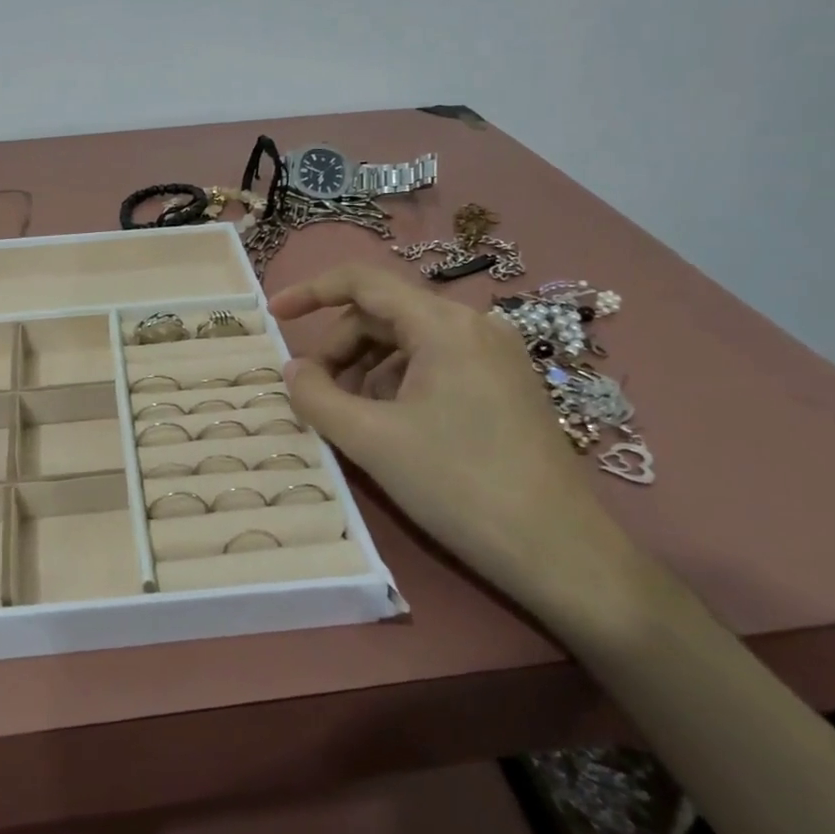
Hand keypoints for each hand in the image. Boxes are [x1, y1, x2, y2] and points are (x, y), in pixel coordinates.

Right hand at [268, 264, 646, 634]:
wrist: (559, 551)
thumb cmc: (458, 484)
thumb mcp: (371, 440)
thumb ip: (317, 397)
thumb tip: (292, 370)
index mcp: (443, 324)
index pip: (363, 281)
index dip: (311, 291)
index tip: (274, 316)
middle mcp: (474, 326)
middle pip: (385, 314)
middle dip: (340, 347)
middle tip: (314, 393)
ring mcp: (495, 356)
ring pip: (408, 342)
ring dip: (366, 370)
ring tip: (350, 417)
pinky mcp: (505, 386)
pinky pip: (435, 365)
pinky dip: (398, 384)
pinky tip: (390, 427)